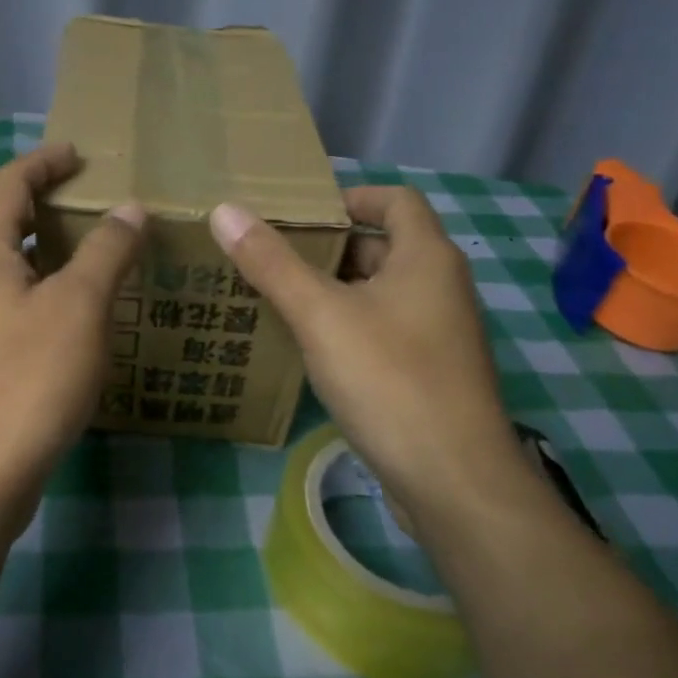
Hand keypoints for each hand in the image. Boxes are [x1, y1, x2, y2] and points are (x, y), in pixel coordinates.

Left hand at [0, 142, 144, 534]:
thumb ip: (106, 251)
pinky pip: (15, 306)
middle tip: (100, 204)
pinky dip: (47, 293)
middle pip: (8, 223)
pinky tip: (81, 316)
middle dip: (51, 206)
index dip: (45, 161)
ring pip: (13, 269)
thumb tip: (130, 210)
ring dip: (52, 253)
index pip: (9, 183)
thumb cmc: (28, 378)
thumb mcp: (79, 306)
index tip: (81, 154)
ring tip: (100, 255)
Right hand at [209, 188, 520, 532]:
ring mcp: (438, 335)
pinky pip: (382, 332)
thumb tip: (224, 210)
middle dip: (329, 248)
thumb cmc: (390, 379)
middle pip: (382, 247)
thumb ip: (271, 263)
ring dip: (334, 290)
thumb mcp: (321, 315)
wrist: (453, 481)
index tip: (301, 212)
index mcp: (427, 258)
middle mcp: (440, 288)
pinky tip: (308, 346)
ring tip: (277, 295)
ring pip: (379, 294)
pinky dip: (346, 327)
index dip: (351, 197)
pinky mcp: (428, 375)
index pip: (395, 200)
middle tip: (272, 255)